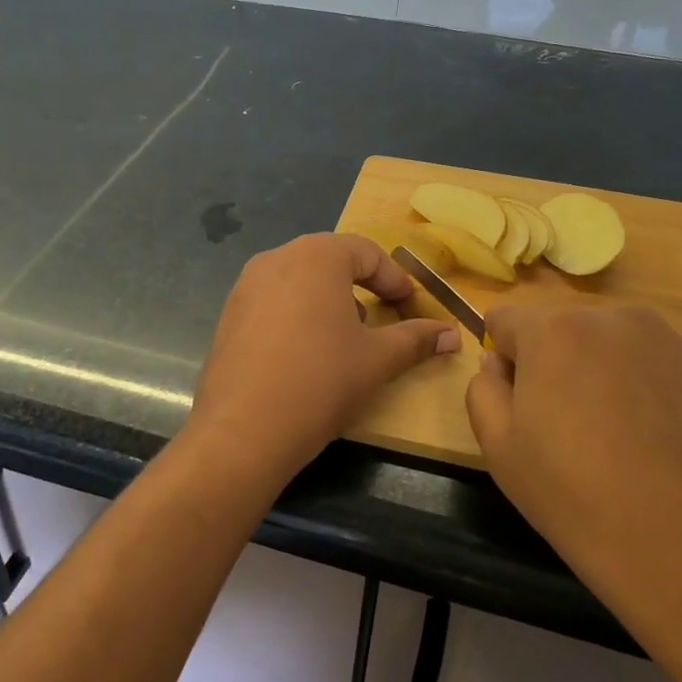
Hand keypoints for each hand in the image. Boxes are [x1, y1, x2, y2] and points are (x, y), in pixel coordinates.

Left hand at [187, 233, 459, 478]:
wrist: (243, 430)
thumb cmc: (321, 381)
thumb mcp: (377, 359)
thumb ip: (416, 339)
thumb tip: (453, 335)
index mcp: (316, 256)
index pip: (366, 251)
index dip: (394, 278)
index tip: (410, 305)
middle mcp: (277, 258)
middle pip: (329, 260)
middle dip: (360, 286)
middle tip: (381, 317)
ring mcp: (246, 286)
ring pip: (299, 280)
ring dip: (328, 299)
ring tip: (344, 338)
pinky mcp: (228, 315)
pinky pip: (273, 302)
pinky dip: (297, 315)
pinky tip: (305, 354)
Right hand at [465, 305, 681, 681]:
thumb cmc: (580, 500)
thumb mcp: (500, 451)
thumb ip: (483, 391)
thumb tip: (500, 365)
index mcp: (554, 330)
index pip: (504, 319)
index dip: (501, 358)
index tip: (515, 403)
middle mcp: (612, 317)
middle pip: (559, 328)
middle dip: (550, 364)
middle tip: (562, 428)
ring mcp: (668, 340)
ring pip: (606, 345)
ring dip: (596, 373)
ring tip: (613, 438)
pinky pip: (649, 364)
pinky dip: (639, 388)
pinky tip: (652, 443)